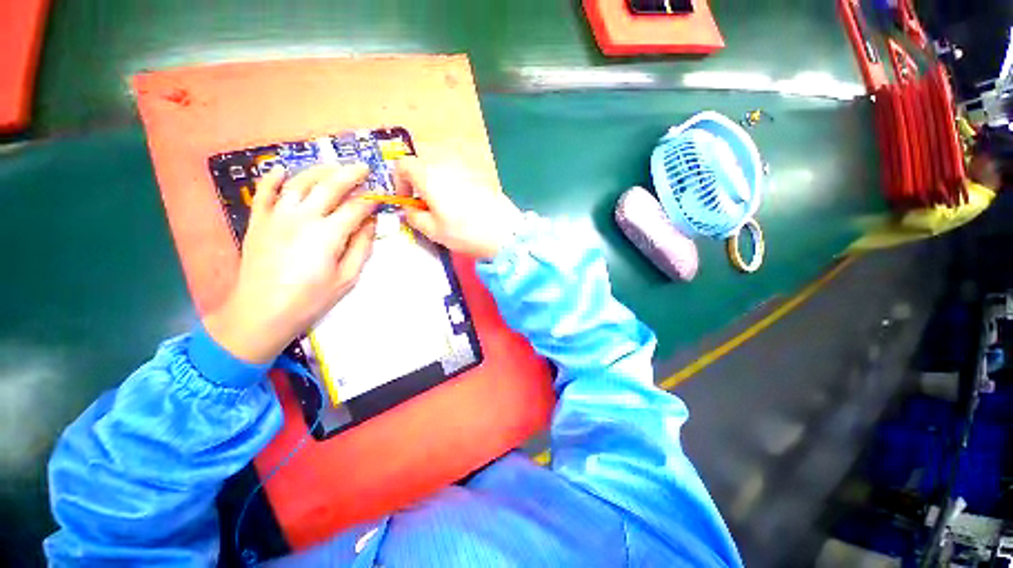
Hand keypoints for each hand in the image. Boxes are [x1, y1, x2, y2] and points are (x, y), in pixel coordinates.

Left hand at [203, 164, 376, 364]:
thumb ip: (361, 247)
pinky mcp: (258, 221)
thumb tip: (370, 224)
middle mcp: (303, 216)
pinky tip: (282, 170)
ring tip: (333, 166)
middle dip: (350, 174)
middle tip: (363, 168)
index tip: (379, 197)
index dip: (370, 200)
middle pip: (329, 186)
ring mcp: (277, 215)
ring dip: (319, 170)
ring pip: (299, 182)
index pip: (355, 208)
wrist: (261, 312)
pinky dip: (272, 178)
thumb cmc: (311, 299)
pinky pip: (264, 192)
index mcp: (328, 233)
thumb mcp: (347, 278)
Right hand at [396, 159, 522, 259]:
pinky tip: (463, 204)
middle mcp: (445, 163)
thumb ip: (414, 217)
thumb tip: (410, 210)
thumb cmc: (465, 232)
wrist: (504, 232)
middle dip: (418, 181)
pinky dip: (453, 183)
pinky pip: (459, 173)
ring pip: (441, 167)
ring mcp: (465, 167)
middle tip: (425, 204)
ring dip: (436, 182)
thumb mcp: (433, 231)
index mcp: (428, 175)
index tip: (406, 200)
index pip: (402, 164)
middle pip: (422, 163)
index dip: (399, 182)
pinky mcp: (480, 174)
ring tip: (445, 206)